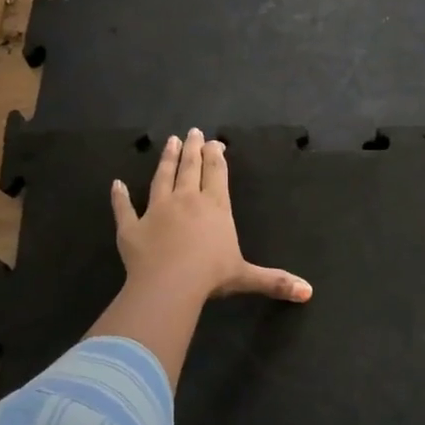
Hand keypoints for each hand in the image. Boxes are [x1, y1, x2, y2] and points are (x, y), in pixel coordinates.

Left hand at [111, 130, 311, 304]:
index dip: (216, 156)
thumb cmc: (211, 276)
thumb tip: (308, 292)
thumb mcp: (247, 277)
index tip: (215, 142)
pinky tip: (116, 184)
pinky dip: (119, 196)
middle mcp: (186, 200)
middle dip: (192, 149)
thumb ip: (275, 281)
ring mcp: (157, 211)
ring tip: (169, 142)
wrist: (169, 285)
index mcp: (215, 207)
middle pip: (190, 168)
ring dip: (166, 160)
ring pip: (162, 178)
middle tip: (192, 132)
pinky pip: (124, 208)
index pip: (216, 174)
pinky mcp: (132, 227)